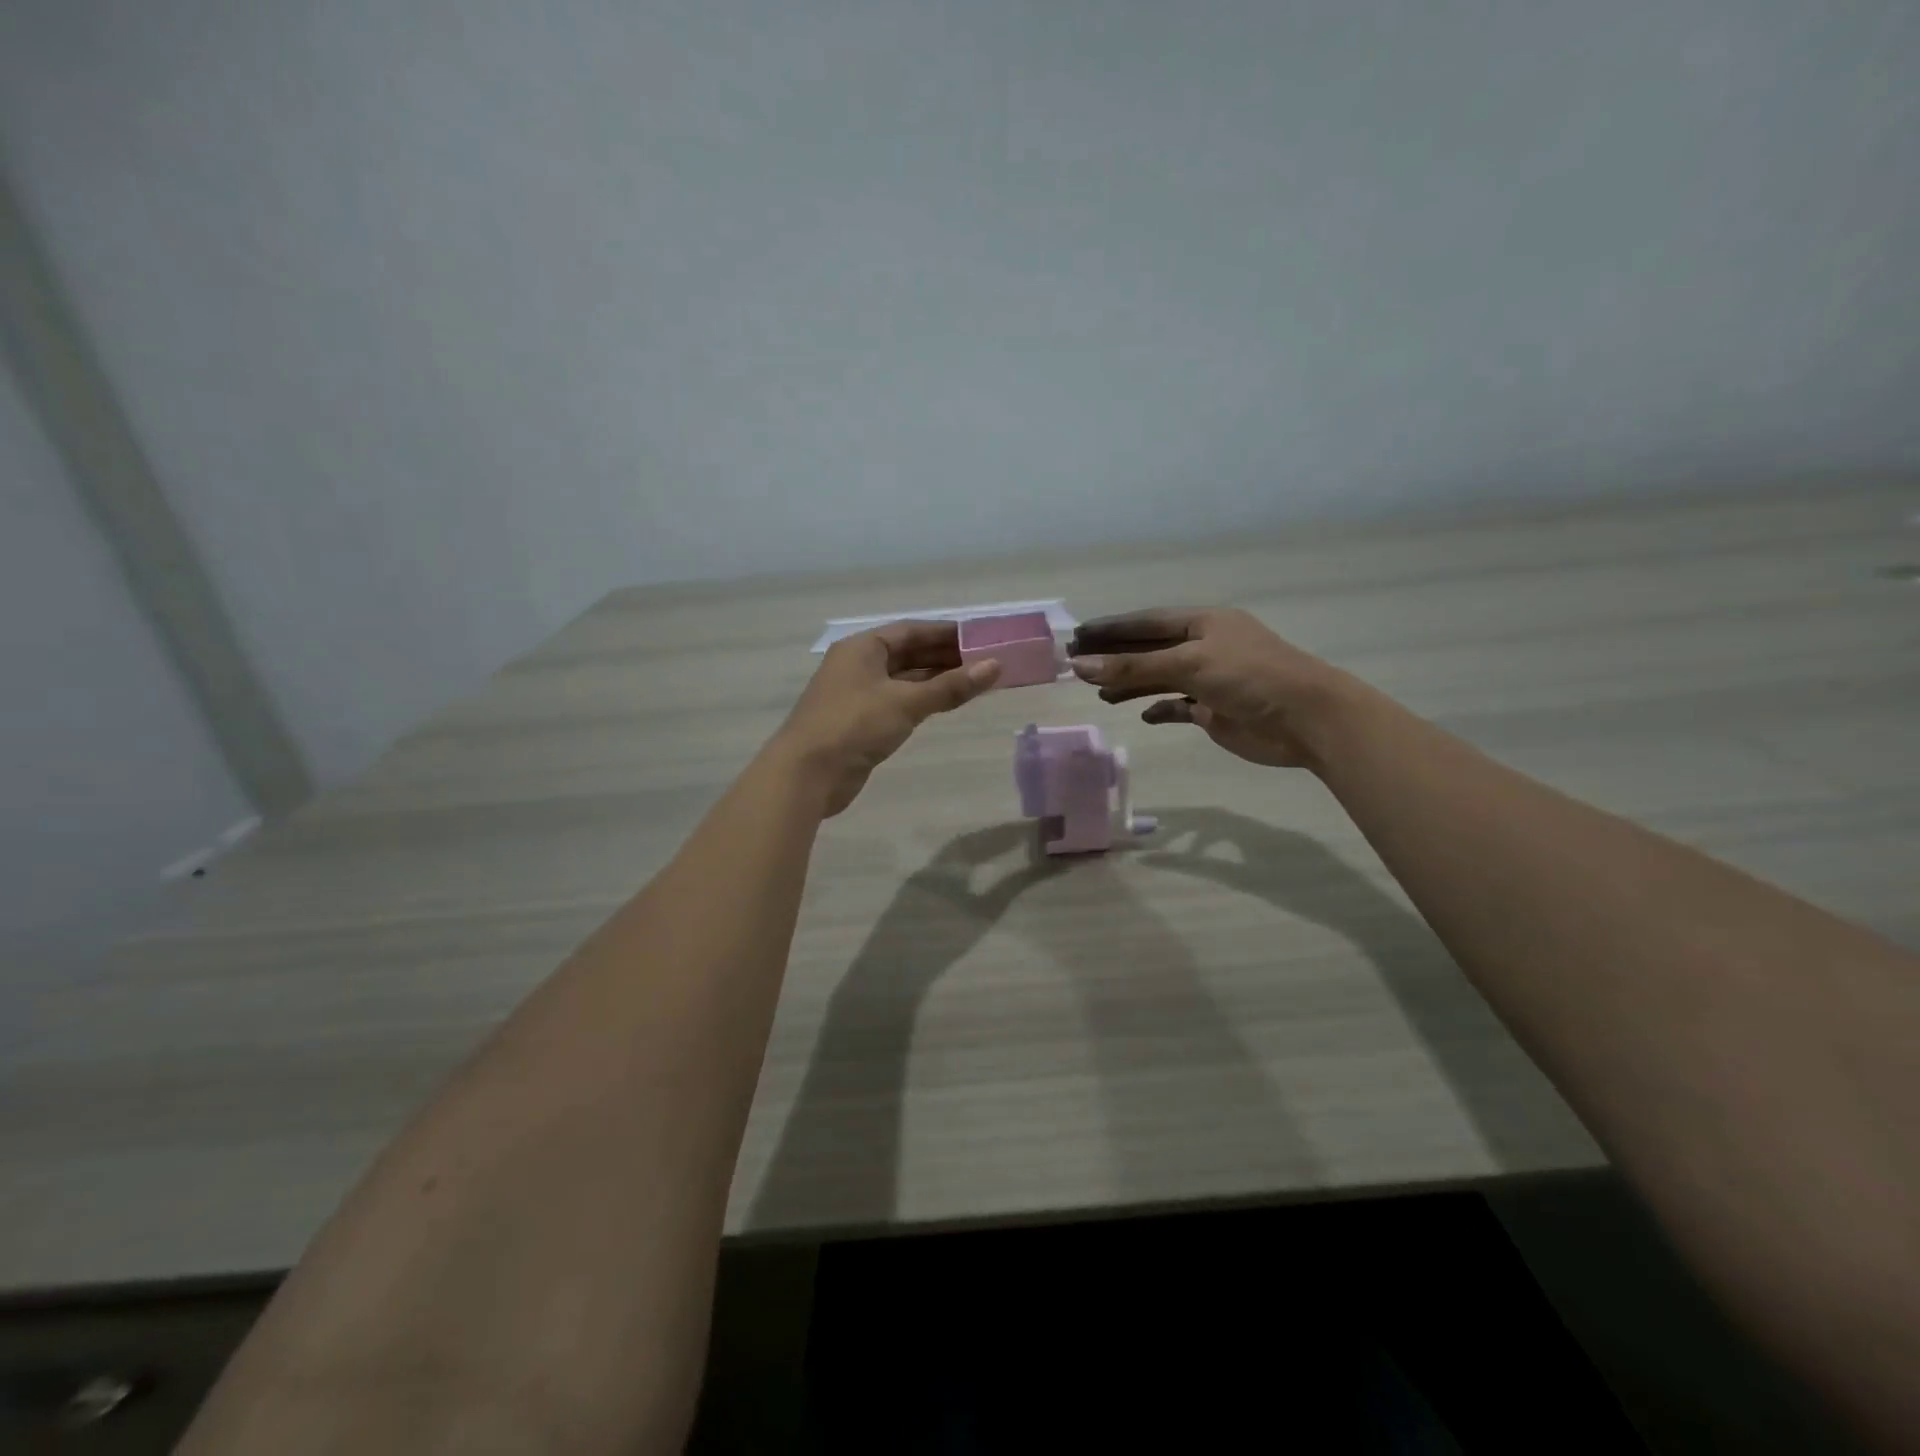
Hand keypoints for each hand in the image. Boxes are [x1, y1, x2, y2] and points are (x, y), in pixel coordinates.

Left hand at [773, 621, 1000, 815]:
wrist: (807, 774)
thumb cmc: (854, 725)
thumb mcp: (906, 702)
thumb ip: (951, 686)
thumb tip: (995, 666)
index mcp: (863, 648)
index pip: (911, 631)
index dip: (946, 633)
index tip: (981, 638)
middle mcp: (859, 665)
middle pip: (908, 654)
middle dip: (945, 658)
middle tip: (986, 662)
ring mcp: (858, 695)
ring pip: (904, 680)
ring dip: (936, 681)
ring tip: (975, 682)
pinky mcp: (860, 723)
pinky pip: (898, 703)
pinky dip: (922, 701)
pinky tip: (946, 705)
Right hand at [1067, 608, 1353, 768]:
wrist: (1306, 719)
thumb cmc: (1249, 677)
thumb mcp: (1188, 664)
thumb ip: (1133, 666)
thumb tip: (1080, 665)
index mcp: (1202, 623)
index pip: (1146, 622)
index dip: (1111, 629)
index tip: (1077, 636)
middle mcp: (1204, 647)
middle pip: (1150, 649)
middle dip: (1115, 657)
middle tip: (1076, 666)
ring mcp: (1209, 680)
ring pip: (1160, 678)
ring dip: (1131, 684)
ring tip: (1100, 695)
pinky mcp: (1215, 711)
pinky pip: (1178, 706)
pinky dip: (1160, 709)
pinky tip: (1144, 715)